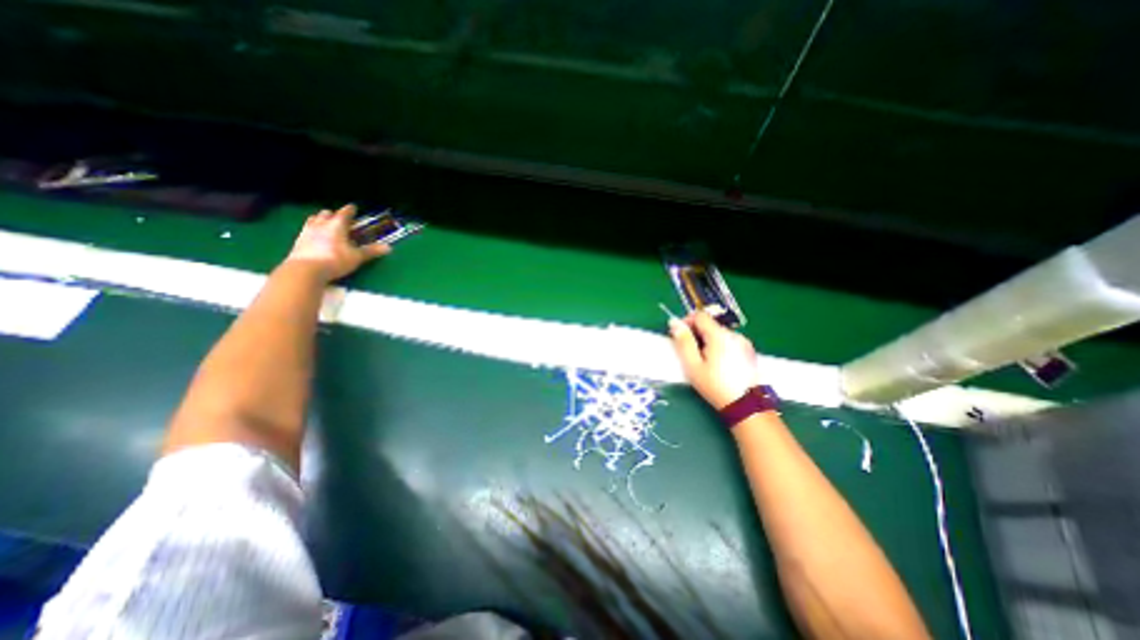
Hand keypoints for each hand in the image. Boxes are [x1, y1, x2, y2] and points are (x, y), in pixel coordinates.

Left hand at [284, 202, 392, 280]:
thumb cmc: (335, 260)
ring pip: (313, 220)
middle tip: (340, 219)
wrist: (305, 269)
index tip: (353, 207)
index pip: (344, 213)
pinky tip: (315, 237)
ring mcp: (307, 231)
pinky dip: (312, 230)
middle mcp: (321, 225)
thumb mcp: (357, 257)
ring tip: (325, 224)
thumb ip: (371, 251)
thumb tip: (389, 247)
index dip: (350, 210)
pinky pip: (306, 230)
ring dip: (320, 220)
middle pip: (326, 214)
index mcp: (337, 225)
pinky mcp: (298, 241)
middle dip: (333, 215)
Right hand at [670, 310, 758, 408]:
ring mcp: (744, 343)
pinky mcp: (749, 352)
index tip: (680, 336)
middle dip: (697, 334)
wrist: (746, 406)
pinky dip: (720, 347)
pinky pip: (729, 342)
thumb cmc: (715, 385)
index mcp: (719, 335)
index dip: (687, 322)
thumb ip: (683, 342)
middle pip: (710, 325)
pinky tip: (718, 365)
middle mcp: (734, 334)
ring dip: (708, 341)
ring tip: (704, 361)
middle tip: (690, 354)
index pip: (700, 316)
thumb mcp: (693, 365)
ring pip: (719, 334)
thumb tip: (674, 322)